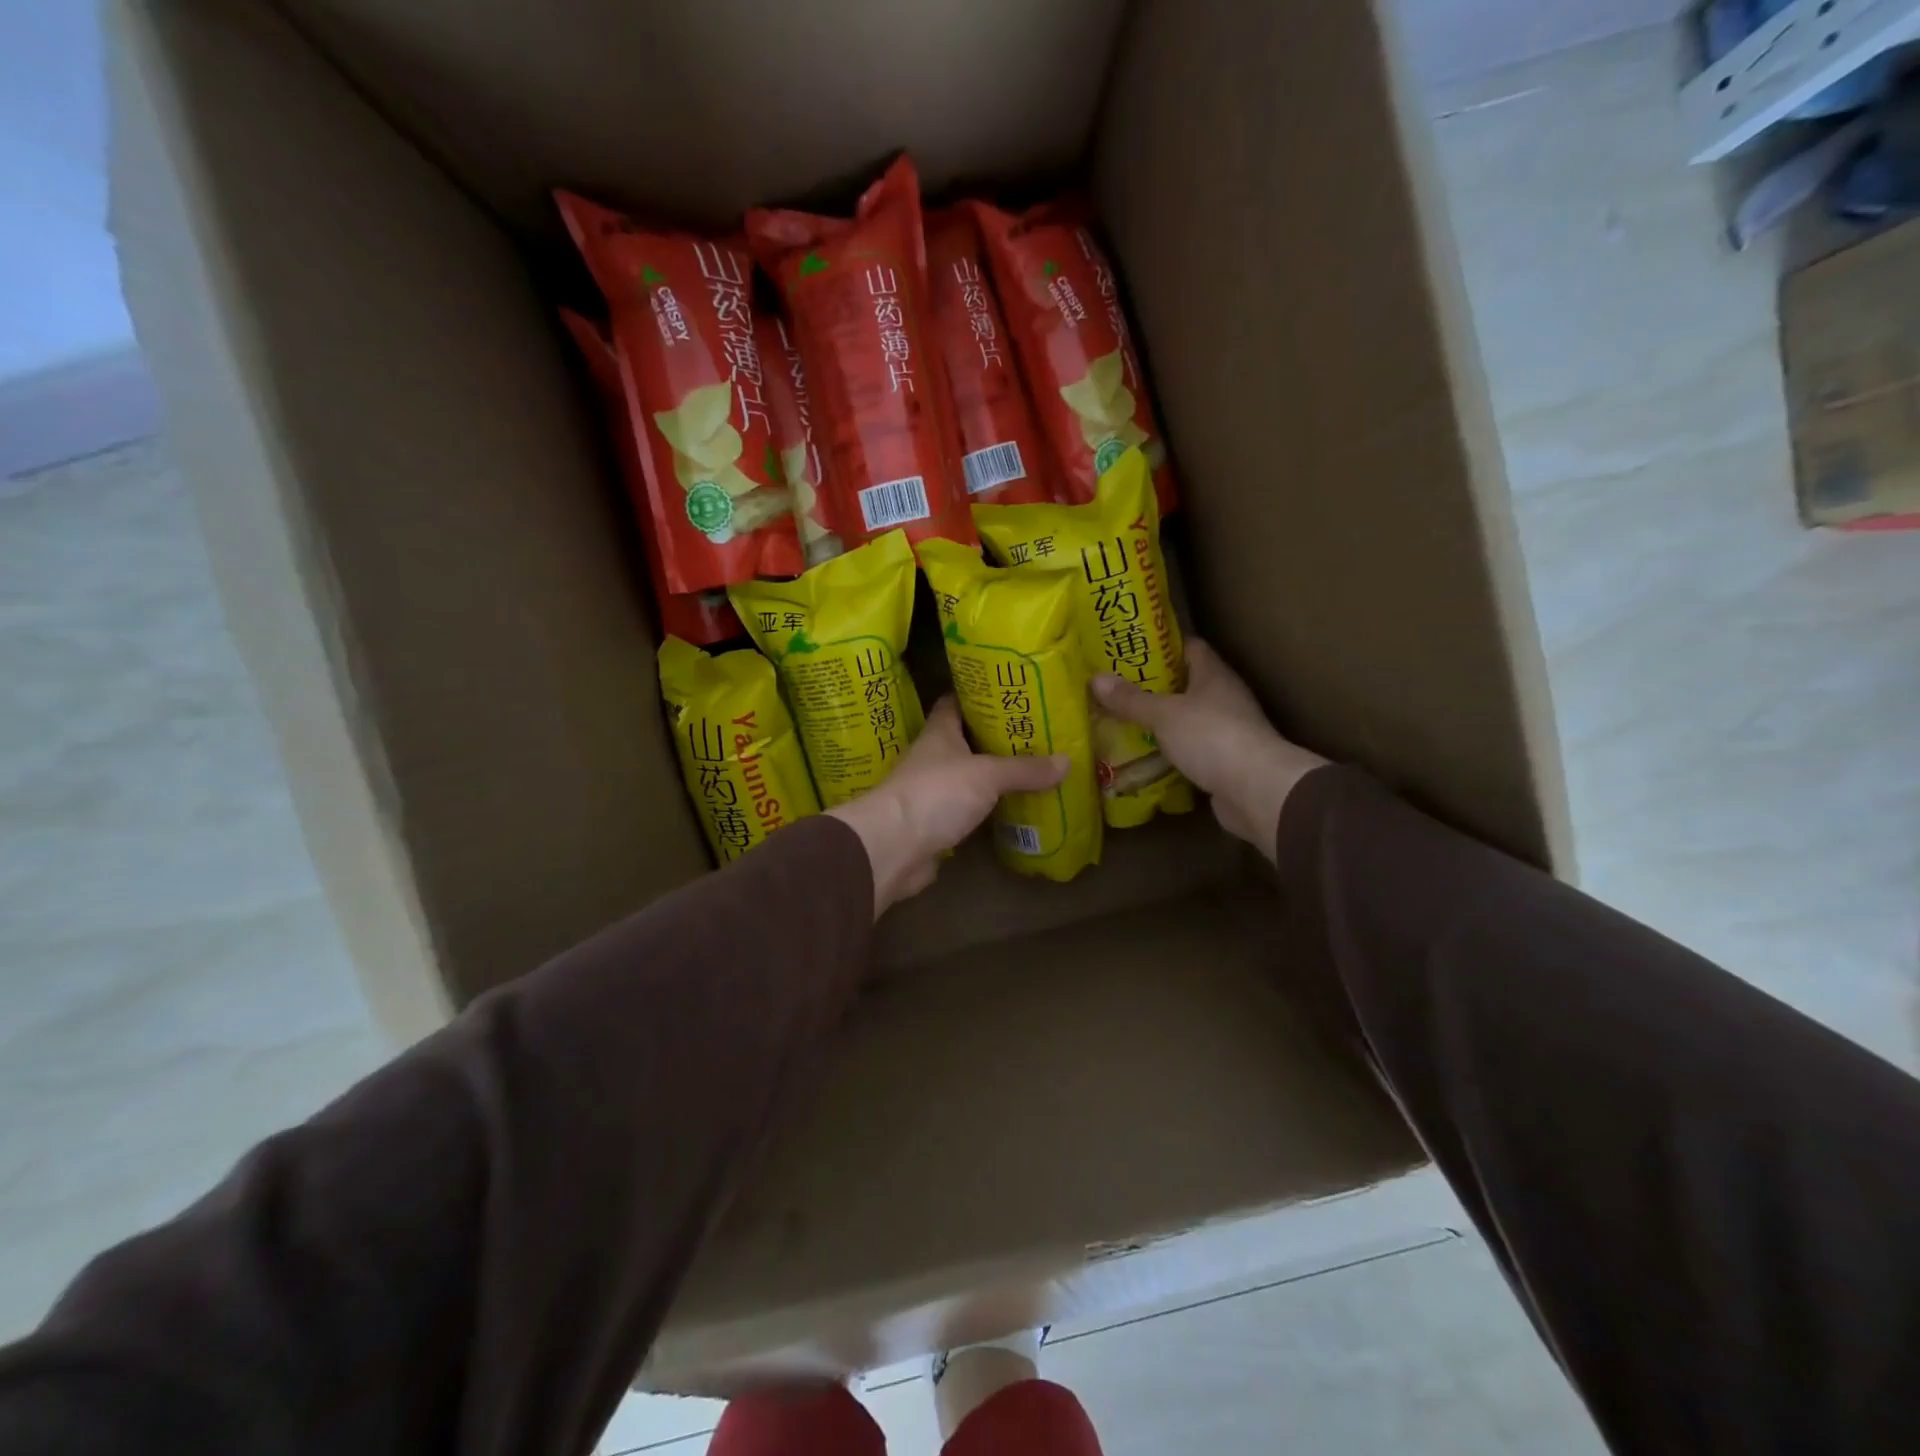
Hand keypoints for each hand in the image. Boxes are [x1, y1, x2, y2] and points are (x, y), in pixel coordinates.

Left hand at [828, 698, 1068, 915]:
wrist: (893, 848)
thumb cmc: (935, 794)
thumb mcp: (987, 775)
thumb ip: (1025, 768)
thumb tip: (1067, 761)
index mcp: (939, 733)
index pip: (956, 702)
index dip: (979, 694)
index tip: (1010, 691)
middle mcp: (934, 758)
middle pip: (967, 740)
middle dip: (997, 736)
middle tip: (1036, 732)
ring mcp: (933, 792)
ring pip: (970, 777)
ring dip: (995, 775)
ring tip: (1035, 767)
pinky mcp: (937, 823)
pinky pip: (970, 810)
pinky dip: (990, 808)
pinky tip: (1016, 807)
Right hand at [1092, 640, 1326, 860]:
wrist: (1256, 790)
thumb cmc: (1212, 737)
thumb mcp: (1164, 714)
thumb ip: (1131, 699)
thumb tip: (1096, 678)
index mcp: (1214, 675)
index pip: (1190, 648)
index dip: (1161, 647)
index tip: (1129, 650)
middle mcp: (1223, 698)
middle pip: (1185, 685)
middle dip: (1152, 687)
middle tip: (1115, 688)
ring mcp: (1226, 731)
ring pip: (1186, 720)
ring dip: (1159, 723)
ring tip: (1121, 722)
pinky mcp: (1223, 762)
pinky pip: (1189, 750)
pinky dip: (1168, 752)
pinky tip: (1142, 756)